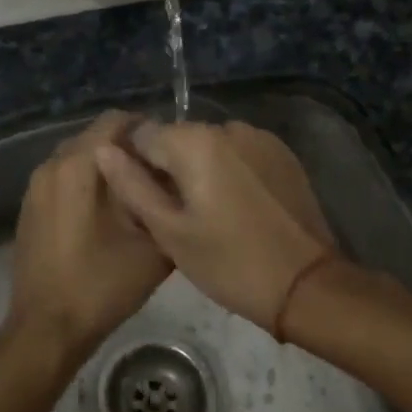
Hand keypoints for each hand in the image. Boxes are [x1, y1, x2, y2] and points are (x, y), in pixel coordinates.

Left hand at [8, 111, 171, 361]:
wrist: (47, 328)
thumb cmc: (101, 284)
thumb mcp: (152, 246)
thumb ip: (166, 204)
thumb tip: (176, 182)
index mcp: (79, 165)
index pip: (116, 120)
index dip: (147, 129)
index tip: (170, 151)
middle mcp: (52, 164)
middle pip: (96, 136)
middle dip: (127, 148)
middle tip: (158, 173)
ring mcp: (36, 186)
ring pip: (78, 157)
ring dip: (106, 166)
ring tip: (136, 193)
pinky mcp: (30, 207)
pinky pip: (63, 178)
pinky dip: (86, 183)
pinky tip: (106, 213)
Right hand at [93, 120, 334, 331]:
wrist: (307, 285)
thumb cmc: (229, 263)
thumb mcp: (169, 232)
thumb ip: (132, 186)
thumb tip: (104, 150)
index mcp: (195, 141)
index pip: (143, 135)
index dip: (136, 167)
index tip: (146, 202)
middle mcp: (228, 126)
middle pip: (178, 138)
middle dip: (170, 168)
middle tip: (176, 216)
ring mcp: (260, 137)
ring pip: (209, 146)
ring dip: (201, 169)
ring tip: (210, 214)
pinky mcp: (282, 154)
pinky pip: (239, 154)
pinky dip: (230, 172)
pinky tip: (238, 208)